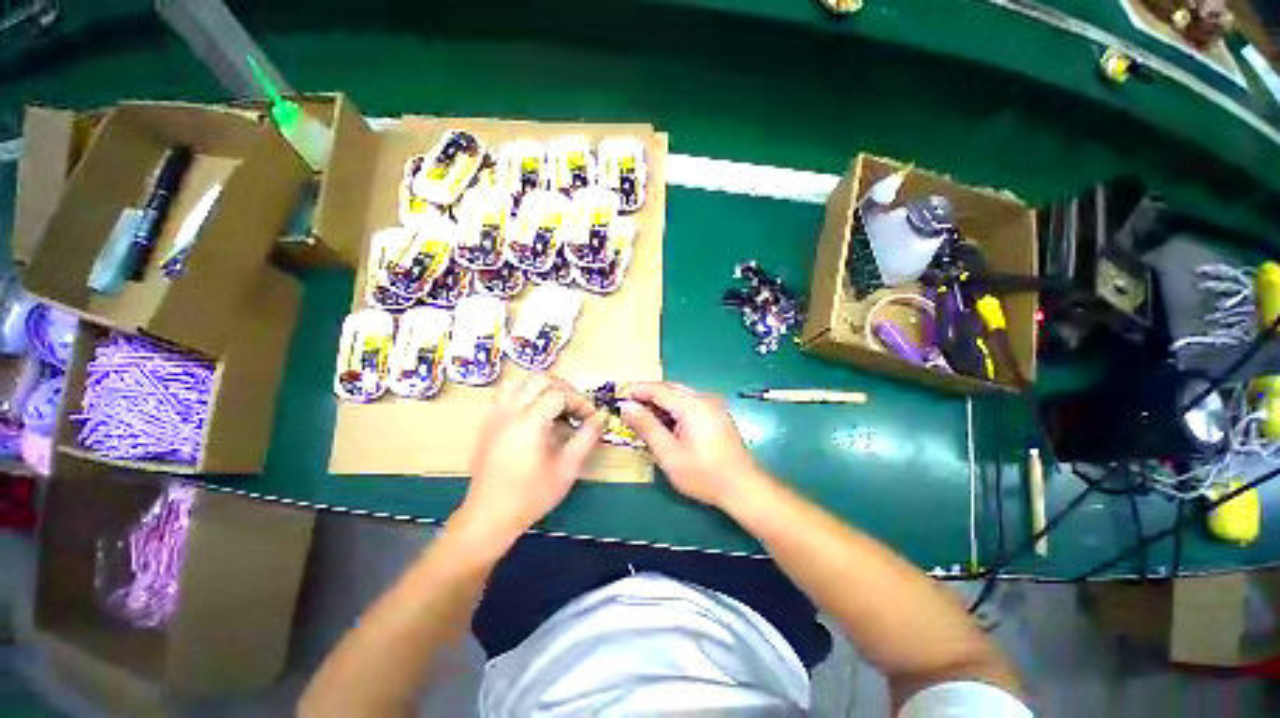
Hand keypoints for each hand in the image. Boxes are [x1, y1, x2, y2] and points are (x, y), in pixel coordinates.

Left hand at [452, 375, 604, 548]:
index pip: (560, 393)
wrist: (489, 516)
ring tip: (555, 408)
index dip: (580, 401)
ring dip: (542, 388)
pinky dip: (525, 395)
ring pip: (520, 382)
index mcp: (530, 421)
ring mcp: (495, 415)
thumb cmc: (531, 495)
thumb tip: (601, 417)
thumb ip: (587, 437)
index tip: (590, 417)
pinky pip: (507, 394)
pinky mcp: (487, 423)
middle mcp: (510, 411)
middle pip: (540, 379)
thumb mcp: (567, 468)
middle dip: (563, 389)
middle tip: (575, 409)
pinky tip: (534, 417)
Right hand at [620, 382, 769, 507]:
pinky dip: (673, 408)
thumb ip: (647, 427)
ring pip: (680, 395)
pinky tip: (664, 423)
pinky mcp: (717, 415)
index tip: (618, 397)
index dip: (636, 390)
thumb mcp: (668, 453)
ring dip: (660, 402)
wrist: (742, 488)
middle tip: (628, 406)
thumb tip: (627, 407)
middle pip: (670, 388)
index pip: (658, 389)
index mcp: (692, 405)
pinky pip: (690, 404)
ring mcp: (713, 406)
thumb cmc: (703, 474)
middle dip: (647, 394)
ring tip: (642, 415)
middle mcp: (704, 399)